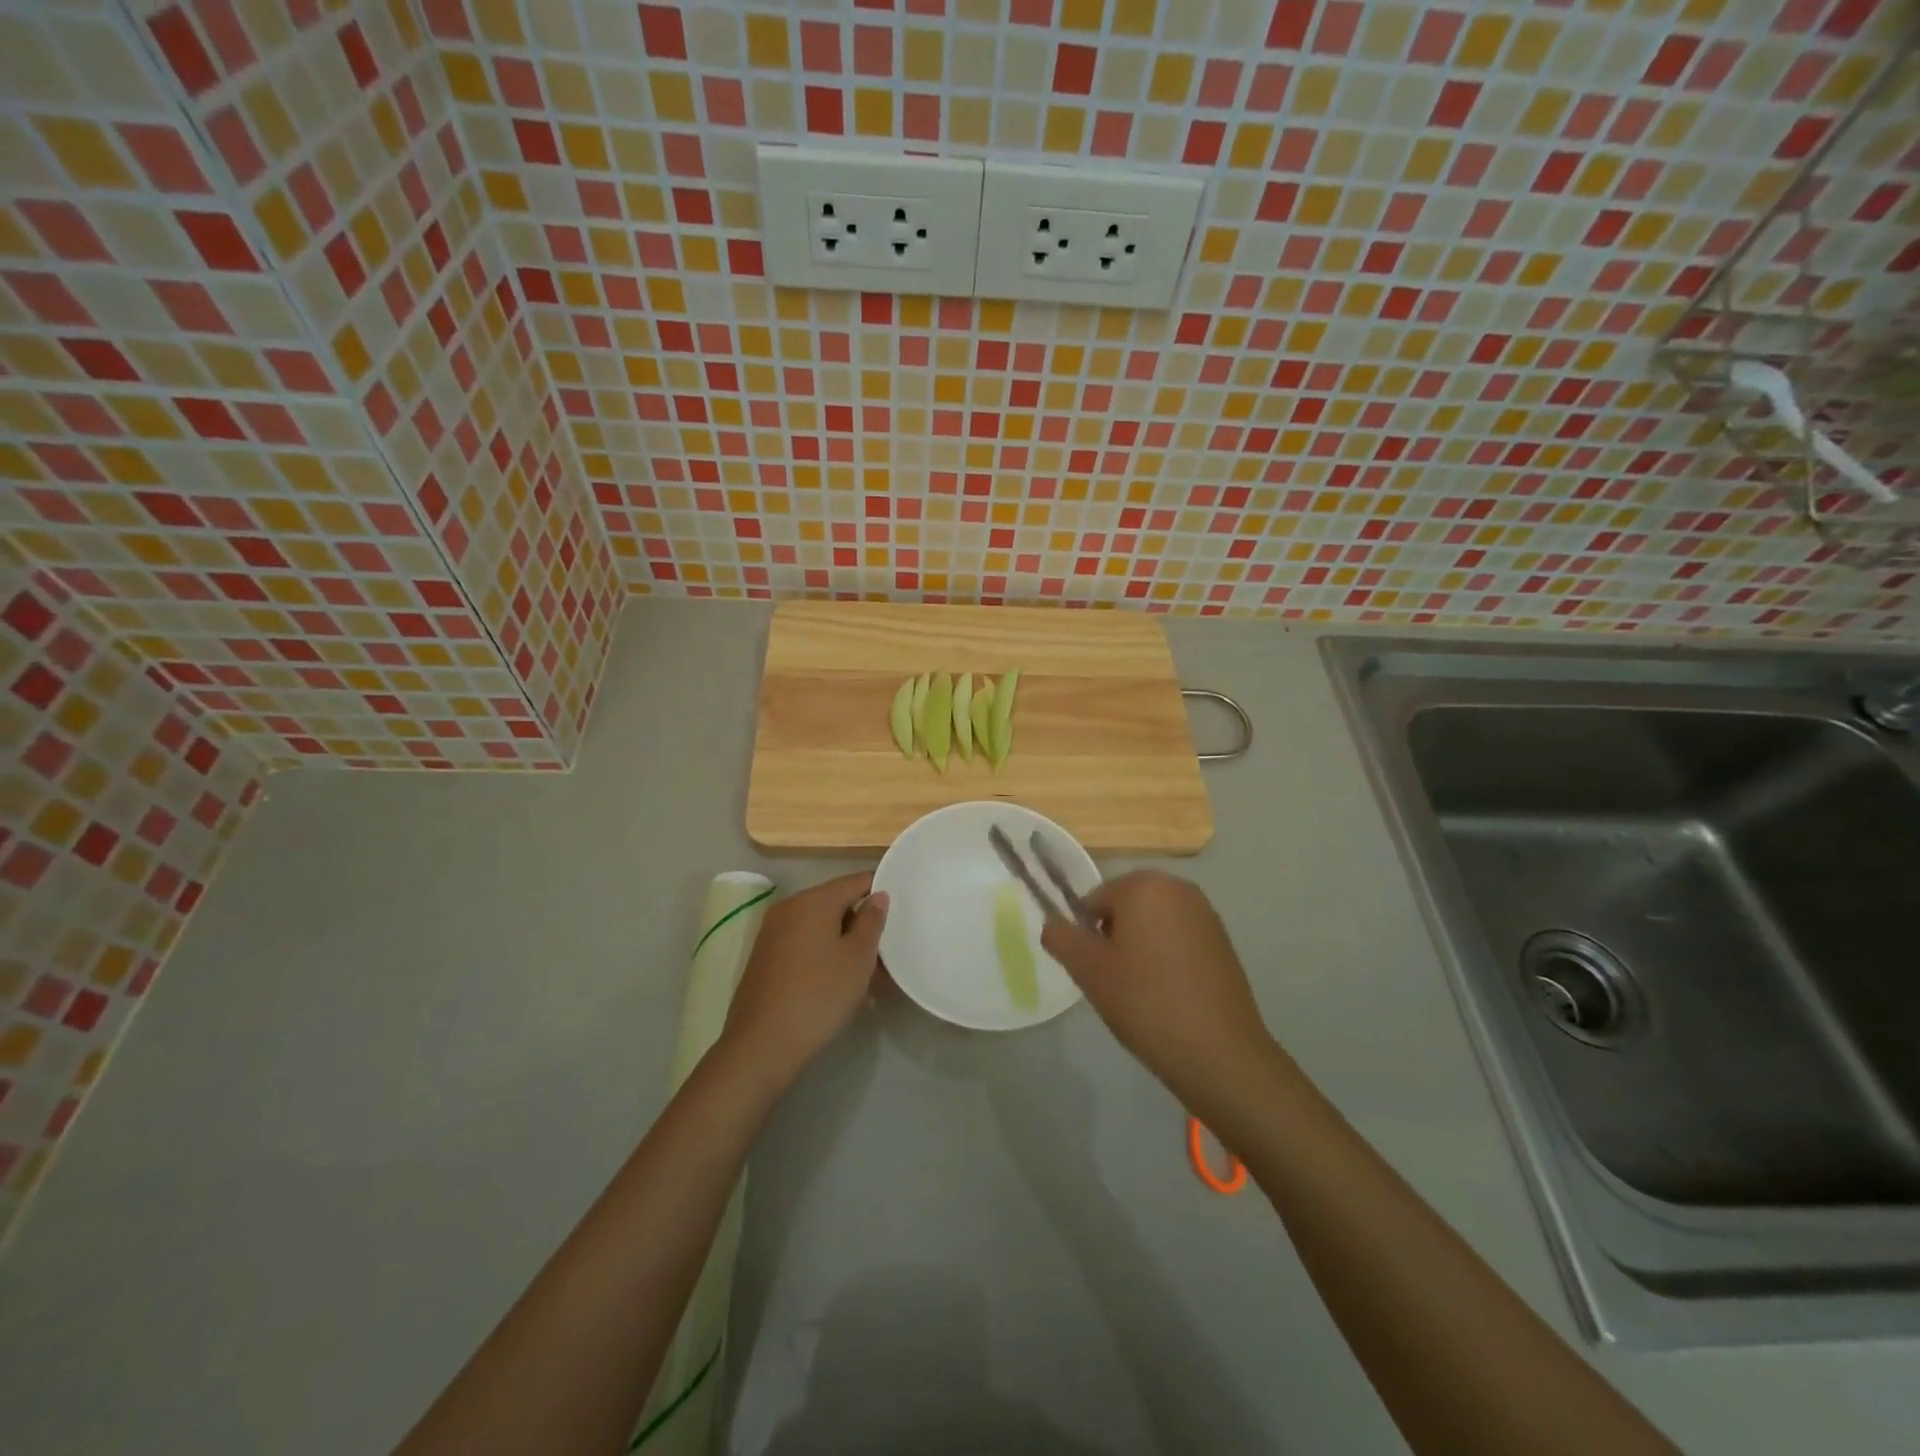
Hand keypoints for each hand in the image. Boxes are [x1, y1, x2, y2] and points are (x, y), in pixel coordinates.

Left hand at [720, 872, 887, 1089]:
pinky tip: (837, 982)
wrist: (762, 1044)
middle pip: (835, 903)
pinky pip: (802, 943)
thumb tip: (877, 895)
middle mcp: (789, 907)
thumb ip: (871, 921)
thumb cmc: (819, 995)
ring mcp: (772, 932)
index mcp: (814, 900)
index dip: (879, 891)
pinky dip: (823, 954)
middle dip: (862, 923)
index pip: (855, 881)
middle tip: (886, 952)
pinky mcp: (764, 957)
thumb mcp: (858, 958)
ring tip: (867, 973)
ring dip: (844, 942)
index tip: (900, 911)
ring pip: (819, 926)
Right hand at [1041, 871, 1274, 1118]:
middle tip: (1114, 982)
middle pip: (1126, 907)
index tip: (1095, 970)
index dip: (1087, 935)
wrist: (1219, 1052)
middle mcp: (1178, 888)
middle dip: (1114, 939)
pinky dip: (1167, 959)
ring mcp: (1206, 914)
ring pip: (1153, 925)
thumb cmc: (1145, 1001)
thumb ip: (1061, 938)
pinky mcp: (1223, 942)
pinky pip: (1179, 940)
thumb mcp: (1089, 970)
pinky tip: (1169, 996)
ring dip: (1140, 949)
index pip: (1095, 900)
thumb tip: (1051, 923)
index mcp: (1144, 885)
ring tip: (1141, 993)